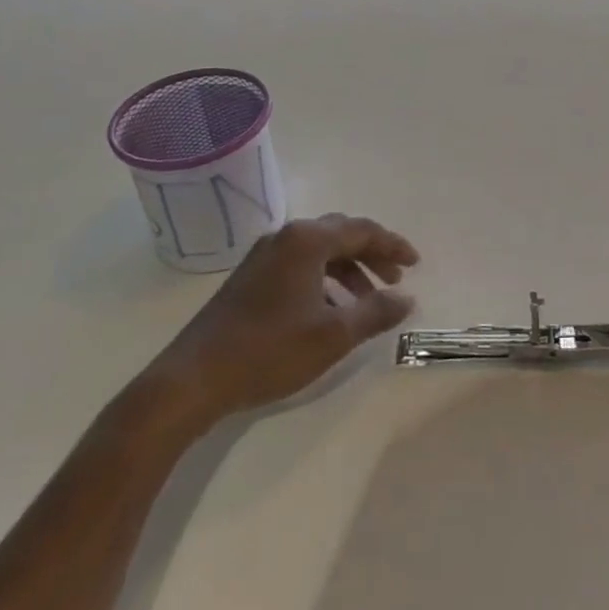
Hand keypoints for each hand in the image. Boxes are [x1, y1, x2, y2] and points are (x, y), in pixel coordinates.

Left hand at [139, 214, 418, 432]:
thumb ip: (375, 312)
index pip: (362, 230)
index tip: (416, 265)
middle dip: (372, 255)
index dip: (393, 246)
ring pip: (319, 251)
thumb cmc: (269, 351)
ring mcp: (263, 256)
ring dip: (349, 269)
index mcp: (307, 240)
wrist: (192, 379)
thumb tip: (407, 299)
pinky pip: (300, 265)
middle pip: (341, 235)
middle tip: (396, 280)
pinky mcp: (250, 278)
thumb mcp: (333, 335)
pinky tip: (330, 310)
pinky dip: (324, 279)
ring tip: (368, 300)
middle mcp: (286, 237)